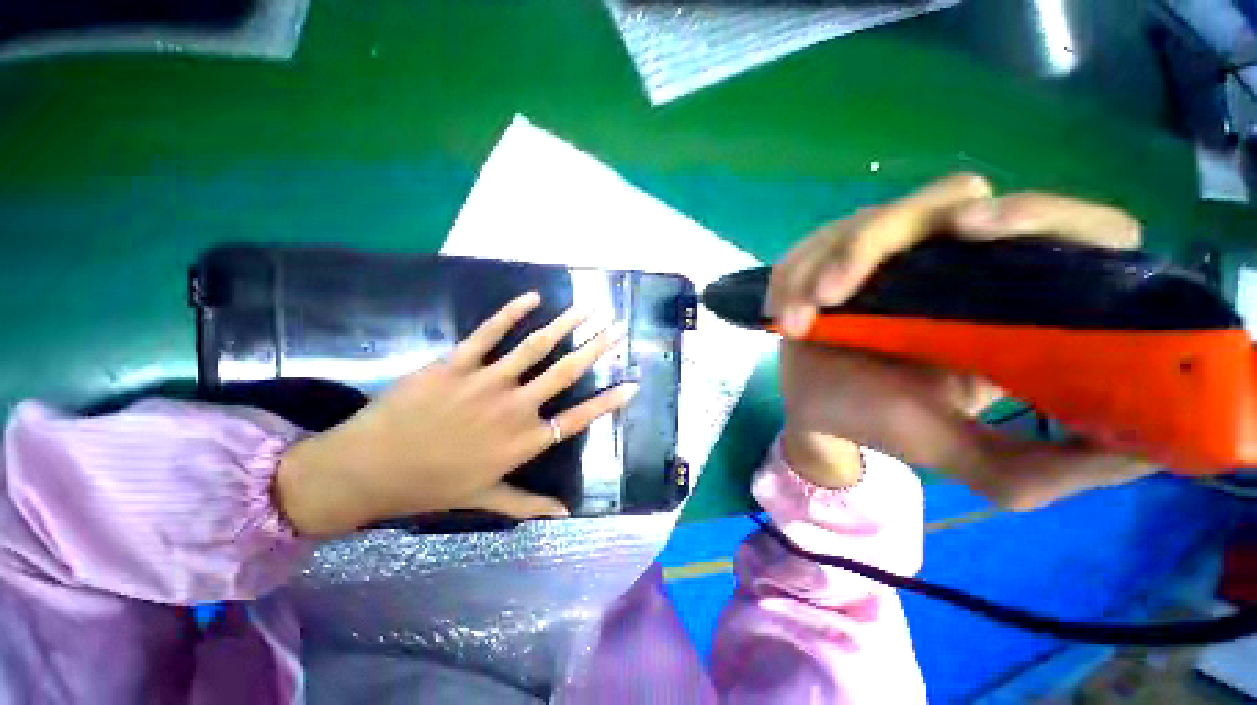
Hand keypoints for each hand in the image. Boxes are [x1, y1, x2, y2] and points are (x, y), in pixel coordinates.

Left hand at [275, 293, 637, 536]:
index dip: (608, 402)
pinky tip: (533, 298)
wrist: (368, 470)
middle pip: (565, 373)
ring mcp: (486, 382)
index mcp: (523, 442)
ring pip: (536, 347)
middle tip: (618, 329)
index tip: (632, 385)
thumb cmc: (431, 486)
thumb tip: (565, 515)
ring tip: (587, 308)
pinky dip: (512, 313)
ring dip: (566, 324)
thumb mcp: (485, 499)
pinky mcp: (457, 364)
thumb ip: (529, 505)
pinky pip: (489, 332)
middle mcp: (514, 408)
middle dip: (596, 348)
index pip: (578, 419)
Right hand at [772, 174, 1153, 505]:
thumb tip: (1140, 456)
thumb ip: (1044, 469)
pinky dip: (796, 273)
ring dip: (828, 262)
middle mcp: (960, 261)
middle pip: (953, 198)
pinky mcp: (840, 253)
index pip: (1069, 229)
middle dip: (887, 234)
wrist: (817, 410)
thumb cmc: (886, 426)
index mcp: (1012, 302)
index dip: (1043, 214)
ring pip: (872, 217)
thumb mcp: (968, 458)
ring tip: (799, 318)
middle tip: (835, 290)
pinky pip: (818, 242)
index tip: (978, 233)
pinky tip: (786, 316)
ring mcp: (893, 252)